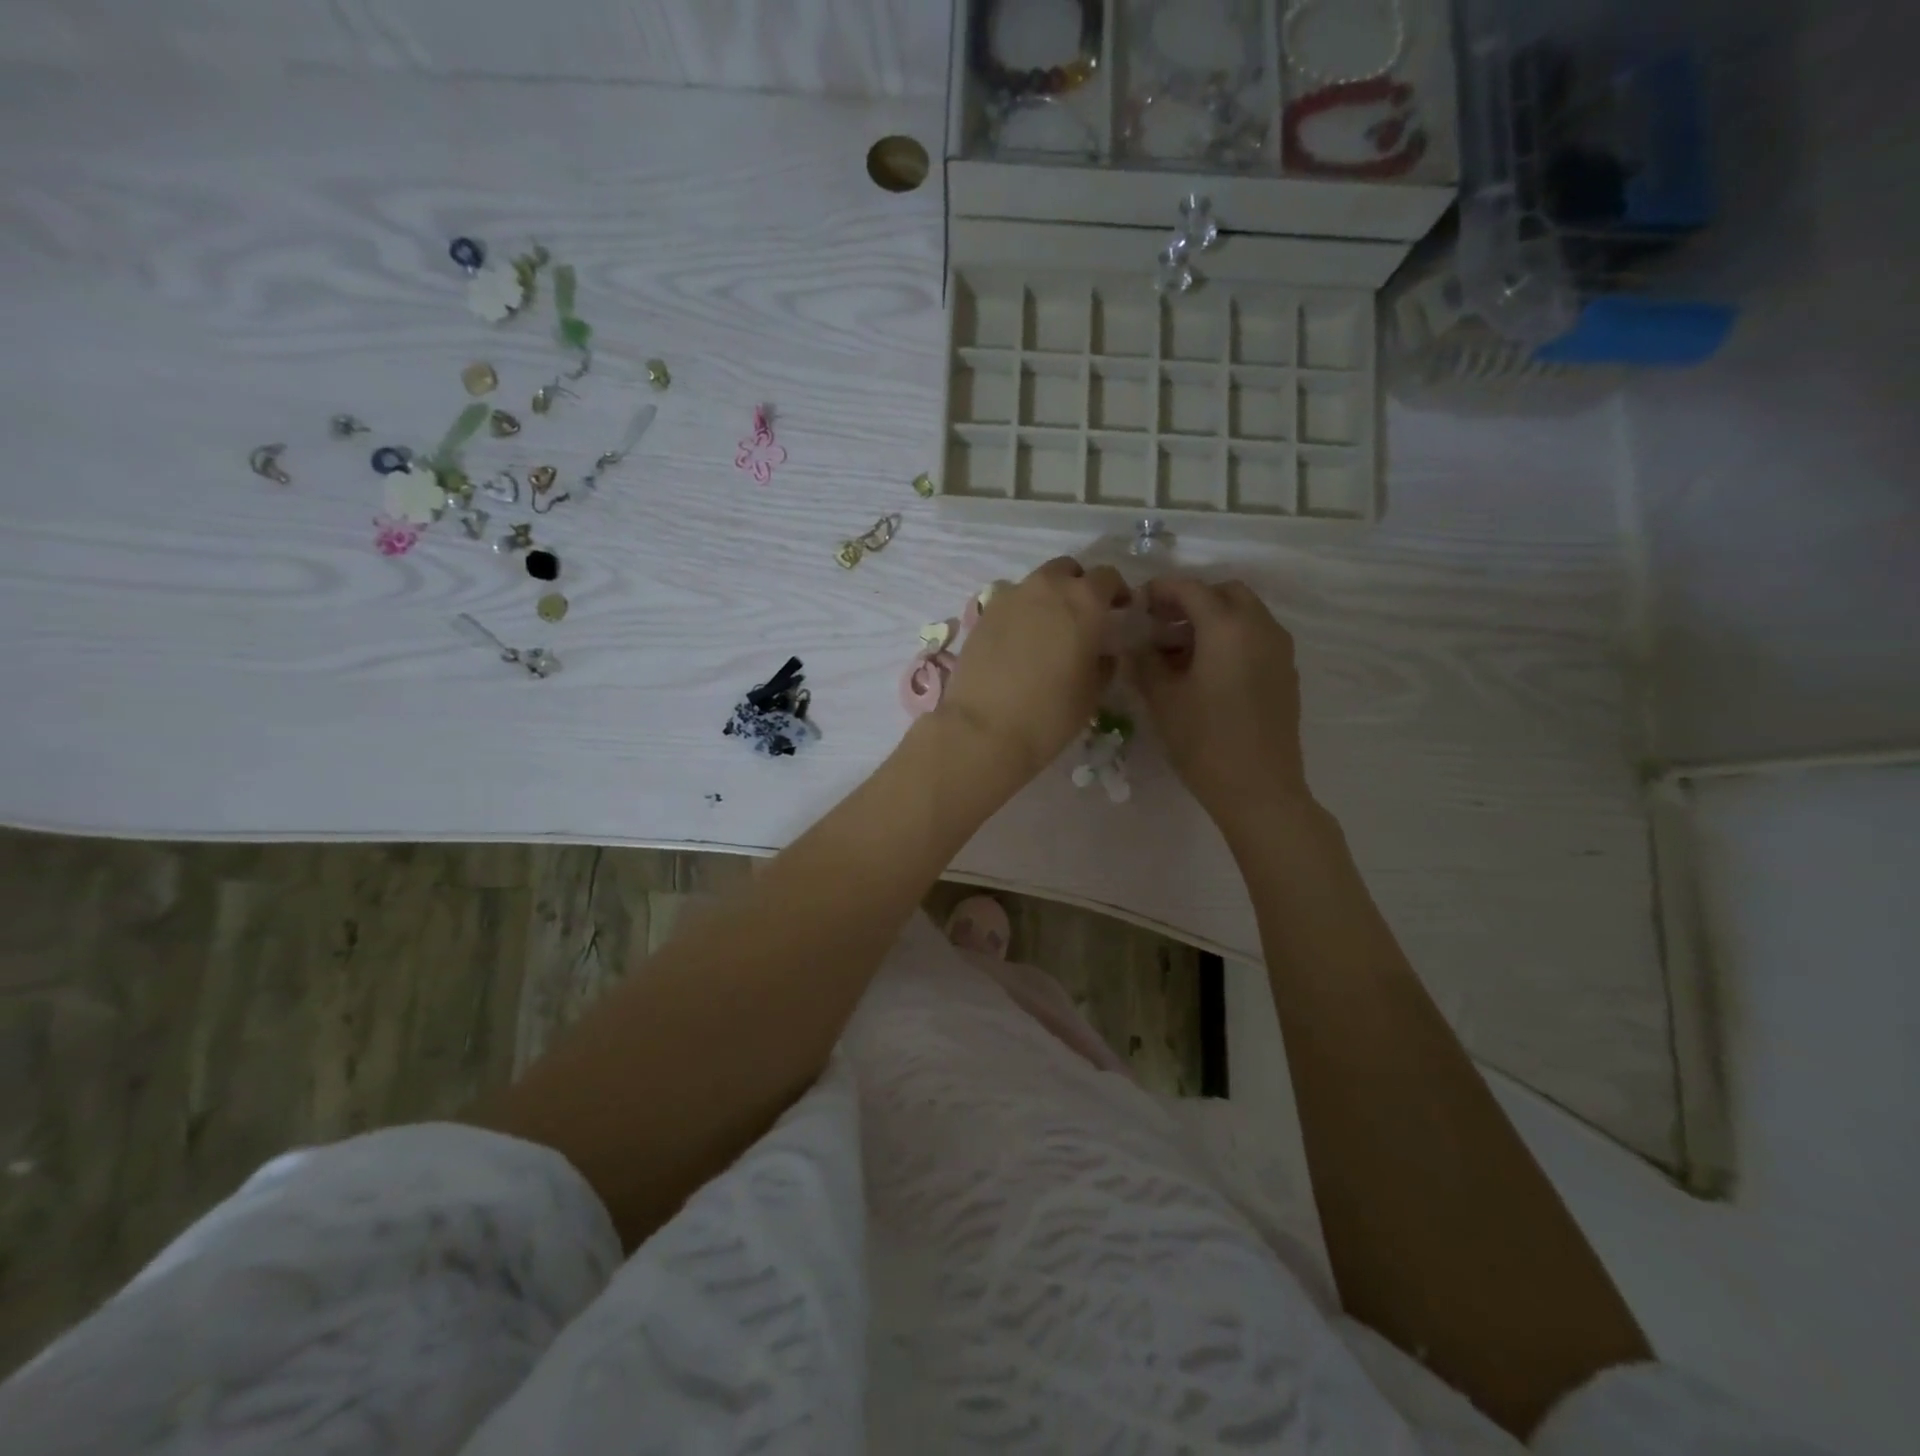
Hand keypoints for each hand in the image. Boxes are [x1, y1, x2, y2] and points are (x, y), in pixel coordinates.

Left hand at [937, 556, 1128, 783]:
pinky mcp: (982, 614)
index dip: (1116, 592)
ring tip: (1048, 629)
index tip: (1119, 610)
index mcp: (1084, 599)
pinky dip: (1020, 613)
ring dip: (1047, 597)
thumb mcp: (1093, 691)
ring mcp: (1009, 596)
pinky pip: (1009, 602)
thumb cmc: (1051, 713)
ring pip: (1036, 583)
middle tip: (1082, 616)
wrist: (984, 728)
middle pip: (1067, 570)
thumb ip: (1104, 661)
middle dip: (1078, 586)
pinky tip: (1019, 641)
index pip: (1108, 577)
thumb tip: (1101, 651)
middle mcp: (1047, 587)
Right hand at [1129, 577, 1310, 833]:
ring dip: (1212, 619)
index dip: (1160, 590)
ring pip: (1244, 614)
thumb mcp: (1162, 699)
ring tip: (1179, 652)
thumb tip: (1135, 643)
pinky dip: (1230, 638)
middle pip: (1224, 593)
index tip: (1137, 604)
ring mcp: (1278, 649)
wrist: (1259, 788)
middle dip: (1191, 601)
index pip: (1190, 589)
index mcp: (1227, 626)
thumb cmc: (1204, 741)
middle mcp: (1260, 627)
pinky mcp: (1285, 672)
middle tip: (1160, 626)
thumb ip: (1144, 661)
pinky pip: (1256, 637)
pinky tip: (1206, 671)